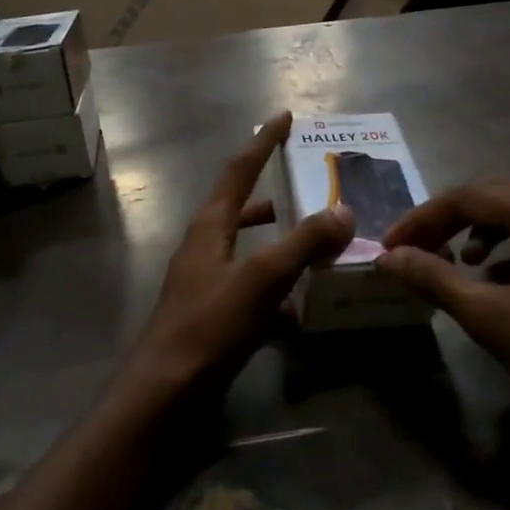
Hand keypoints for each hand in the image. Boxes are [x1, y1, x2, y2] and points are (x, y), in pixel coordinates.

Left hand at [120, 111, 352, 408]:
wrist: (165, 392)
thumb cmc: (209, 326)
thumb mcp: (261, 279)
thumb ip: (303, 243)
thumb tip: (343, 211)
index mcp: (210, 226)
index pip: (239, 170)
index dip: (263, 142)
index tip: (285, 116)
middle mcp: (205, 245)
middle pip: (242, 205)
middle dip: (274, 189)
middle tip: (309, 179)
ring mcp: (207, 280)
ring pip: (249, 247)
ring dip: (280, 239)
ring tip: (317, 238)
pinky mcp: (214, 313)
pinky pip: (252, 287)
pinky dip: (278, 287)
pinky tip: (304, 307)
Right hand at [376, 176, 509, 438]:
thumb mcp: (492, 316)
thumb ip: (435, 278)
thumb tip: (389, 258)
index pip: (467, 196)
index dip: (422, 219)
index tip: (390, 247)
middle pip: (493, 197)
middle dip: (448, 221)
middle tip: (414, 248)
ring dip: (479, 233)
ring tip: (455, 264)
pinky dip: (508, 251)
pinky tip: (496, 282)